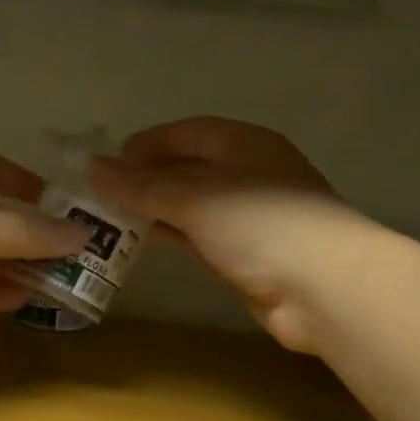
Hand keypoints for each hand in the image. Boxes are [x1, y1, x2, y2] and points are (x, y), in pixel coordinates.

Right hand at [90, 118, 355, 351]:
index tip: (109, 161)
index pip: (188, 132)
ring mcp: (252, 216)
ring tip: (114, 216)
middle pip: (190, 167)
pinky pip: (202, 235)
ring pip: (194, 203)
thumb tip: (94, 168)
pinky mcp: (250, 253)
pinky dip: (175, 234)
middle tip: (104, 192)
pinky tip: (147, 240)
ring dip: (158, 208)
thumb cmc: (261, 225)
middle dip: (148, 177)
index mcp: (244, 143)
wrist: (325, 288)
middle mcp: (250, 173)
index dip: (148, 143)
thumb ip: (143, 185)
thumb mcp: (195, 198)